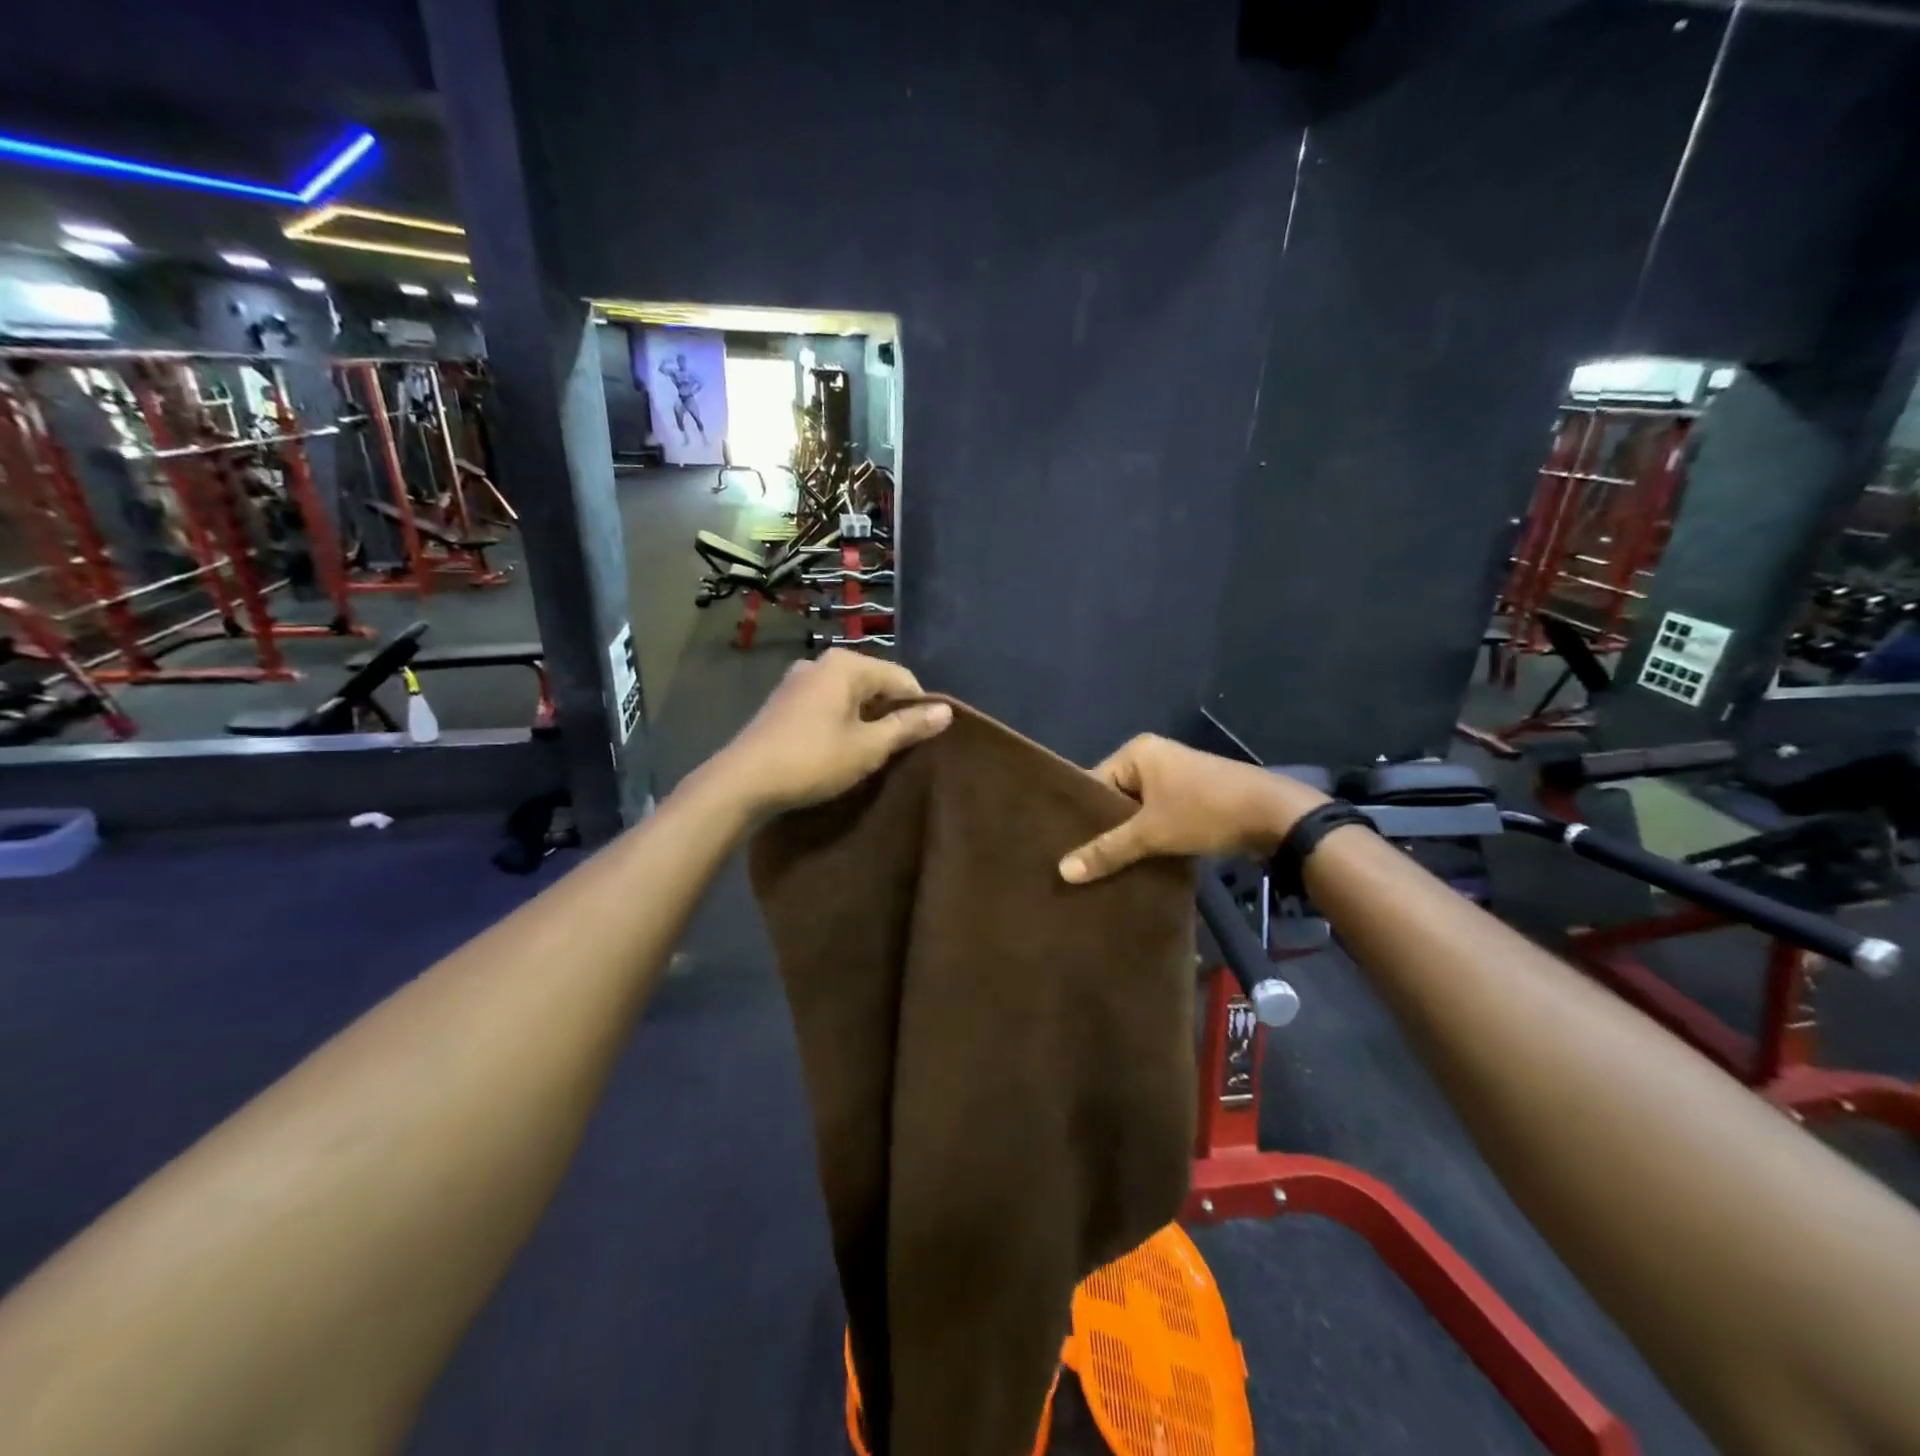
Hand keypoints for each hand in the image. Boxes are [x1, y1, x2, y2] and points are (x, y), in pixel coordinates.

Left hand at [718, 650, 952, 814]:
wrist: (743, 781)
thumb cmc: (813, 760)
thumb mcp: (869, 747)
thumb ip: (908, 726)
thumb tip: (946, 711)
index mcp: (846, 664)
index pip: (901, 678)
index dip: (919, 708)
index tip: (923, 741)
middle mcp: (821, 662)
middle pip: (874, 684)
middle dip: (890, 714)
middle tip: (898, 751)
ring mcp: (797, 680)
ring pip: (849, 696)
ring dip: (865, 720)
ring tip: (871, 754)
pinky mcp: (782, 702)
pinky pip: (826, 705)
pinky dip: (840, 722)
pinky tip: (839, 750)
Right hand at [1058, 735, 1328, 883]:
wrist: (1275, 816)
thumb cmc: (1205, 812)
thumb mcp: (1151, 833)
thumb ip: (1107, 850)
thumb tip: (1063, 871)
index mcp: (1137, 752)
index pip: (1094, 783)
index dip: (1082, 816)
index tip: (1064, 848)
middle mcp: (1154, 757)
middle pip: (1115, 798)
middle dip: (1105, 830)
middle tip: (1081, 863)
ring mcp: (1176, 776)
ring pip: (1138, 811)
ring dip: (1129, 837)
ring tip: (1104, 868)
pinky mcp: (1194, 796)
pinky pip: (1159, 816)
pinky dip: (1151, 837)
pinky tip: (1138, 863)